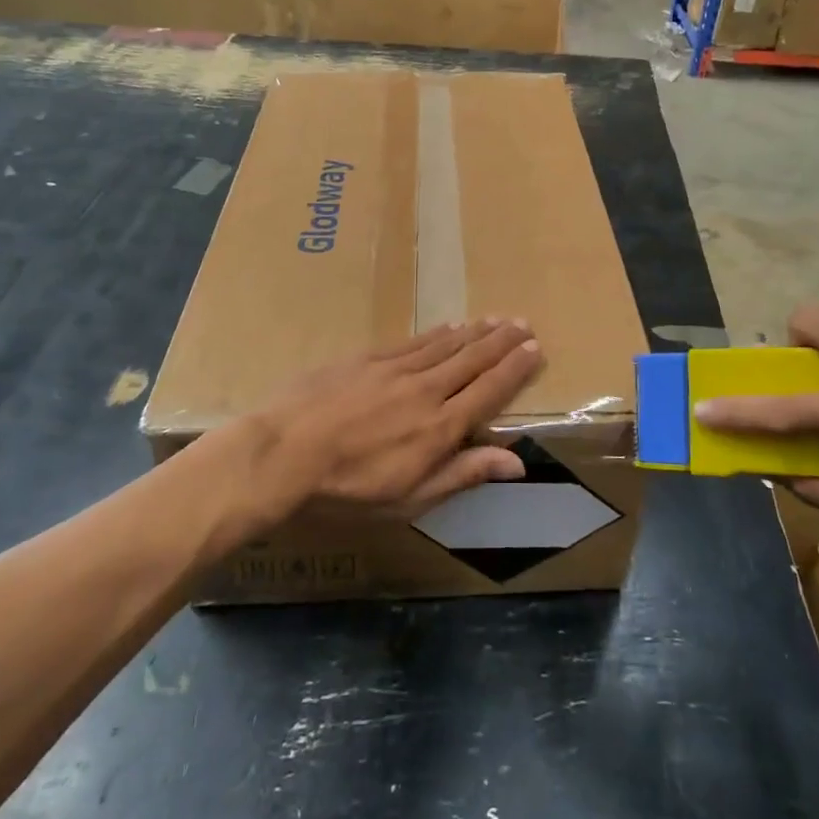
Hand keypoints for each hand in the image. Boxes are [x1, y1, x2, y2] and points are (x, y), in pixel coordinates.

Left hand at [246, 320, 544, 520]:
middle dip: (502, 341)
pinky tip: (449, 326)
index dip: (514, 369)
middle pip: (472, 359)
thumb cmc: (347, 490)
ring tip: (496, 319)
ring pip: (446, 345)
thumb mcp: (409, 499)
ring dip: (475, 331)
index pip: (489, 390)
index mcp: (440, 428)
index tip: (535, 349)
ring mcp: (395, 369)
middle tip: (524, 323)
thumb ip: (462, 474)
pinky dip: (437, 333)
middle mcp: (426, 390)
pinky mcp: (367, 358)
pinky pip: (413, 341)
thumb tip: (516, 461)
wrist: (282, 453)